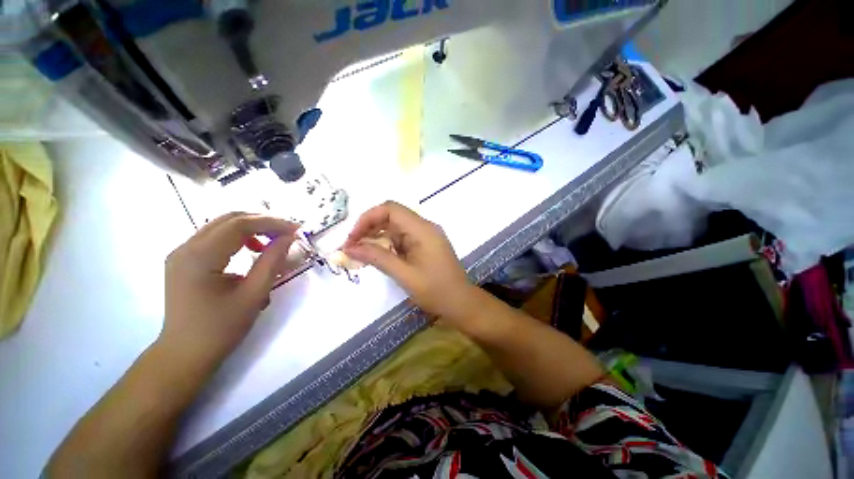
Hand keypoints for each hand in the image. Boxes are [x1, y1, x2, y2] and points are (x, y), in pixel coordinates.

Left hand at [160, 213, 297, 366]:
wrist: (184, 354)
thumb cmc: (220, 329)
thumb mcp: (253, 295)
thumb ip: (272, 262)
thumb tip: (289, 238)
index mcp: (199, 258)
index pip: (239, 225)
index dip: (271, 223)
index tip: (296, 229)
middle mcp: (186, 248)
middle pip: (229, 219)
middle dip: (263, 221)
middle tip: (288, 232)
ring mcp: (182, 253)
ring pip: (221, 225)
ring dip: (252, 228)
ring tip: (274, 240)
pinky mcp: (185, 259)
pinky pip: (216, 237)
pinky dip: (239, 237)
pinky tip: (252, 249)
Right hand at [343, 201, 477, 322]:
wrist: (461, 303)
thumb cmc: (436, 291)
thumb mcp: (404, 275)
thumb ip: (377, 258)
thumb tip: (349, 248)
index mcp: (422, 229)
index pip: (390, 209)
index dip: (368, 218)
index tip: (353, 238)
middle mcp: (424, 227)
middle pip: (392, 216)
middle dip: (369, 229)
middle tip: (352, 248)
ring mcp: (426, 236)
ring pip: (395, 228)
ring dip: (377, 238)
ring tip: (360, 254)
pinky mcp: (425, 245)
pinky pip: (402, 238)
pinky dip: (388, 245)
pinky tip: (378, 257)